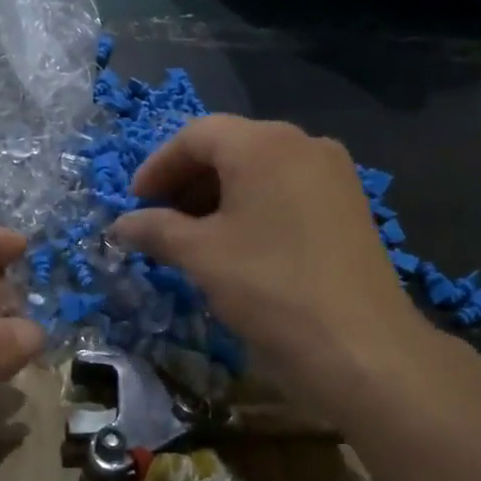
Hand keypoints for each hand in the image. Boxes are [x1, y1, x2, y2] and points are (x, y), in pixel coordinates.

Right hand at [111, 116, 470, 423]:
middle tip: (159, 220)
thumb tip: (120, 225)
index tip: (134, 203)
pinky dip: (253, 206)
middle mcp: (302, 144)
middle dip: (187, 180)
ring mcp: (333, 173)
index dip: (157, 166)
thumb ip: (155, 230)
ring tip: (193, 236)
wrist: (360, 345)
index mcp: (263, 143)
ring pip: (260, 169)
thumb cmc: (269, 287)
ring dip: (218, 195)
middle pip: (230, 147)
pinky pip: (287, 190)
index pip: (195, 135)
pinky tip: (238, 244)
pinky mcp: (349, 205)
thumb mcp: (200, 255)